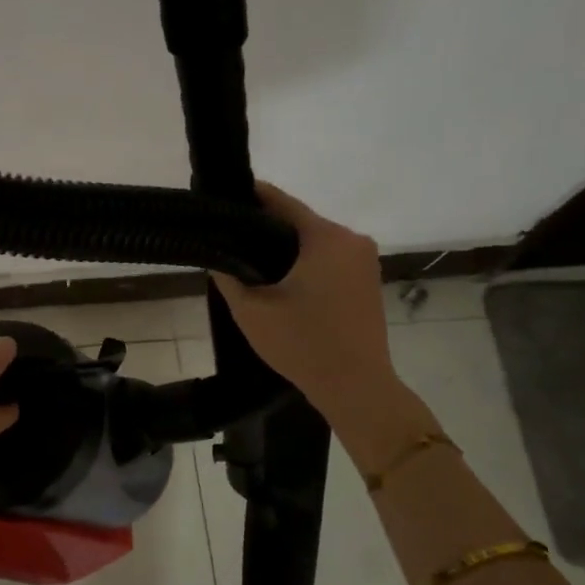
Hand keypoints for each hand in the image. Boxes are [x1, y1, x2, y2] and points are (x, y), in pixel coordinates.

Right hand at [210, 183, 401, 418]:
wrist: (357, 387)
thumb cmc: (303, 345)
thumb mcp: (252, 311)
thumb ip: (228, 276)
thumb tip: (216, 255)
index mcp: (326, 238)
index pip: (282, 203)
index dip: (251, 197)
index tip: (223, 197)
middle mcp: (352, 240)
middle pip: (300, 222)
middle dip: (265, 227)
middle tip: (228, 237)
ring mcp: (365, 261)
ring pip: (315, 242)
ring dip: (285, 248)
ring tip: (248, 261)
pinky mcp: (368, 280)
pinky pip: (329, 259)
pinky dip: (305, 263)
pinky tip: (280, 281)